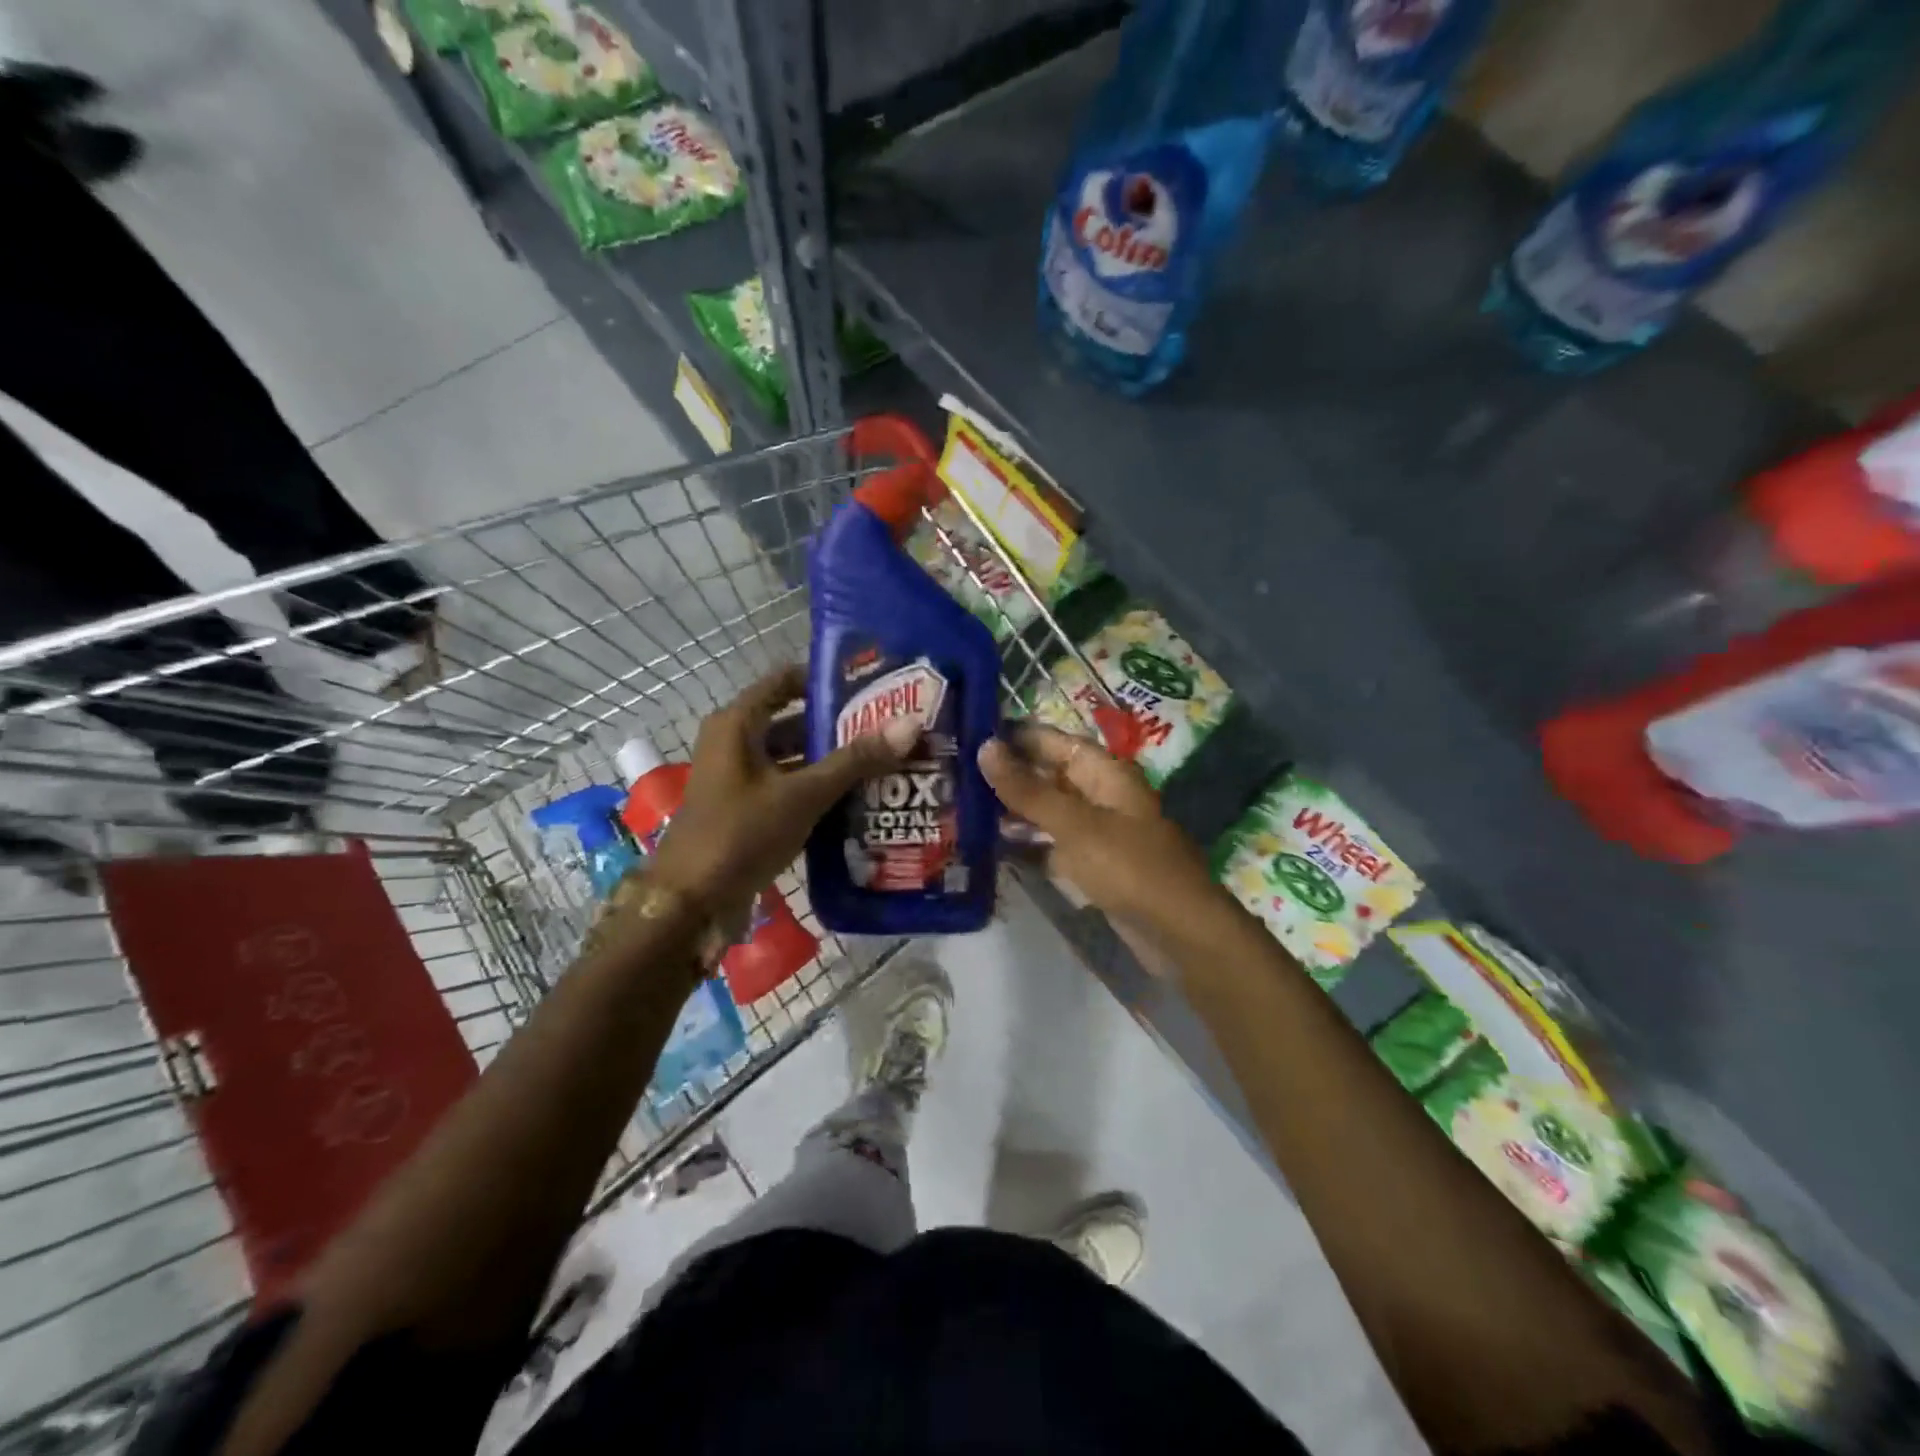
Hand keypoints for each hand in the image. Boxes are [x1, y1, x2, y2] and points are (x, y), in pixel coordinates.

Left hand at [648, 664, 919, 920]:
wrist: (691, 903)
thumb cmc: (741, 834)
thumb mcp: (803, 794)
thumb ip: (855, 760)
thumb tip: (911, 724)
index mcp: (738, 724)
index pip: (786, 680)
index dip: (827, 678)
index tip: (873, 684)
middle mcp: (735, 742)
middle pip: (794, 720)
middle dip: (840, 724)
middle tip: (890, 726)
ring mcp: (739, 778)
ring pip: (794, 756)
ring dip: (832, 760)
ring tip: (884, 759)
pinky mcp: (746, 809)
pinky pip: (789, 786)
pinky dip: (818, 788)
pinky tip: (859, 797)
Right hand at [977, 723, 1223, 944]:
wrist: (1178, 932)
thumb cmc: (1129, 867)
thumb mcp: (1073, 824)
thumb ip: (1027, 789)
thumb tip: (985, 747)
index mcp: (1105, 772)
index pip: (1053, 741)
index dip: (1015, 736)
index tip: (970, 734)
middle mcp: (1102, 795)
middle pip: (1049, 775)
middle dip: (1009, 775)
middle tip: (956, 774)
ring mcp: (1098, 831)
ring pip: (1049, 811)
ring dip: (1015, 810)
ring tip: (964, 807)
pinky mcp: (1094, 865)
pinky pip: (1054, 844)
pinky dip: (1029, 844)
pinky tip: (994, 847)